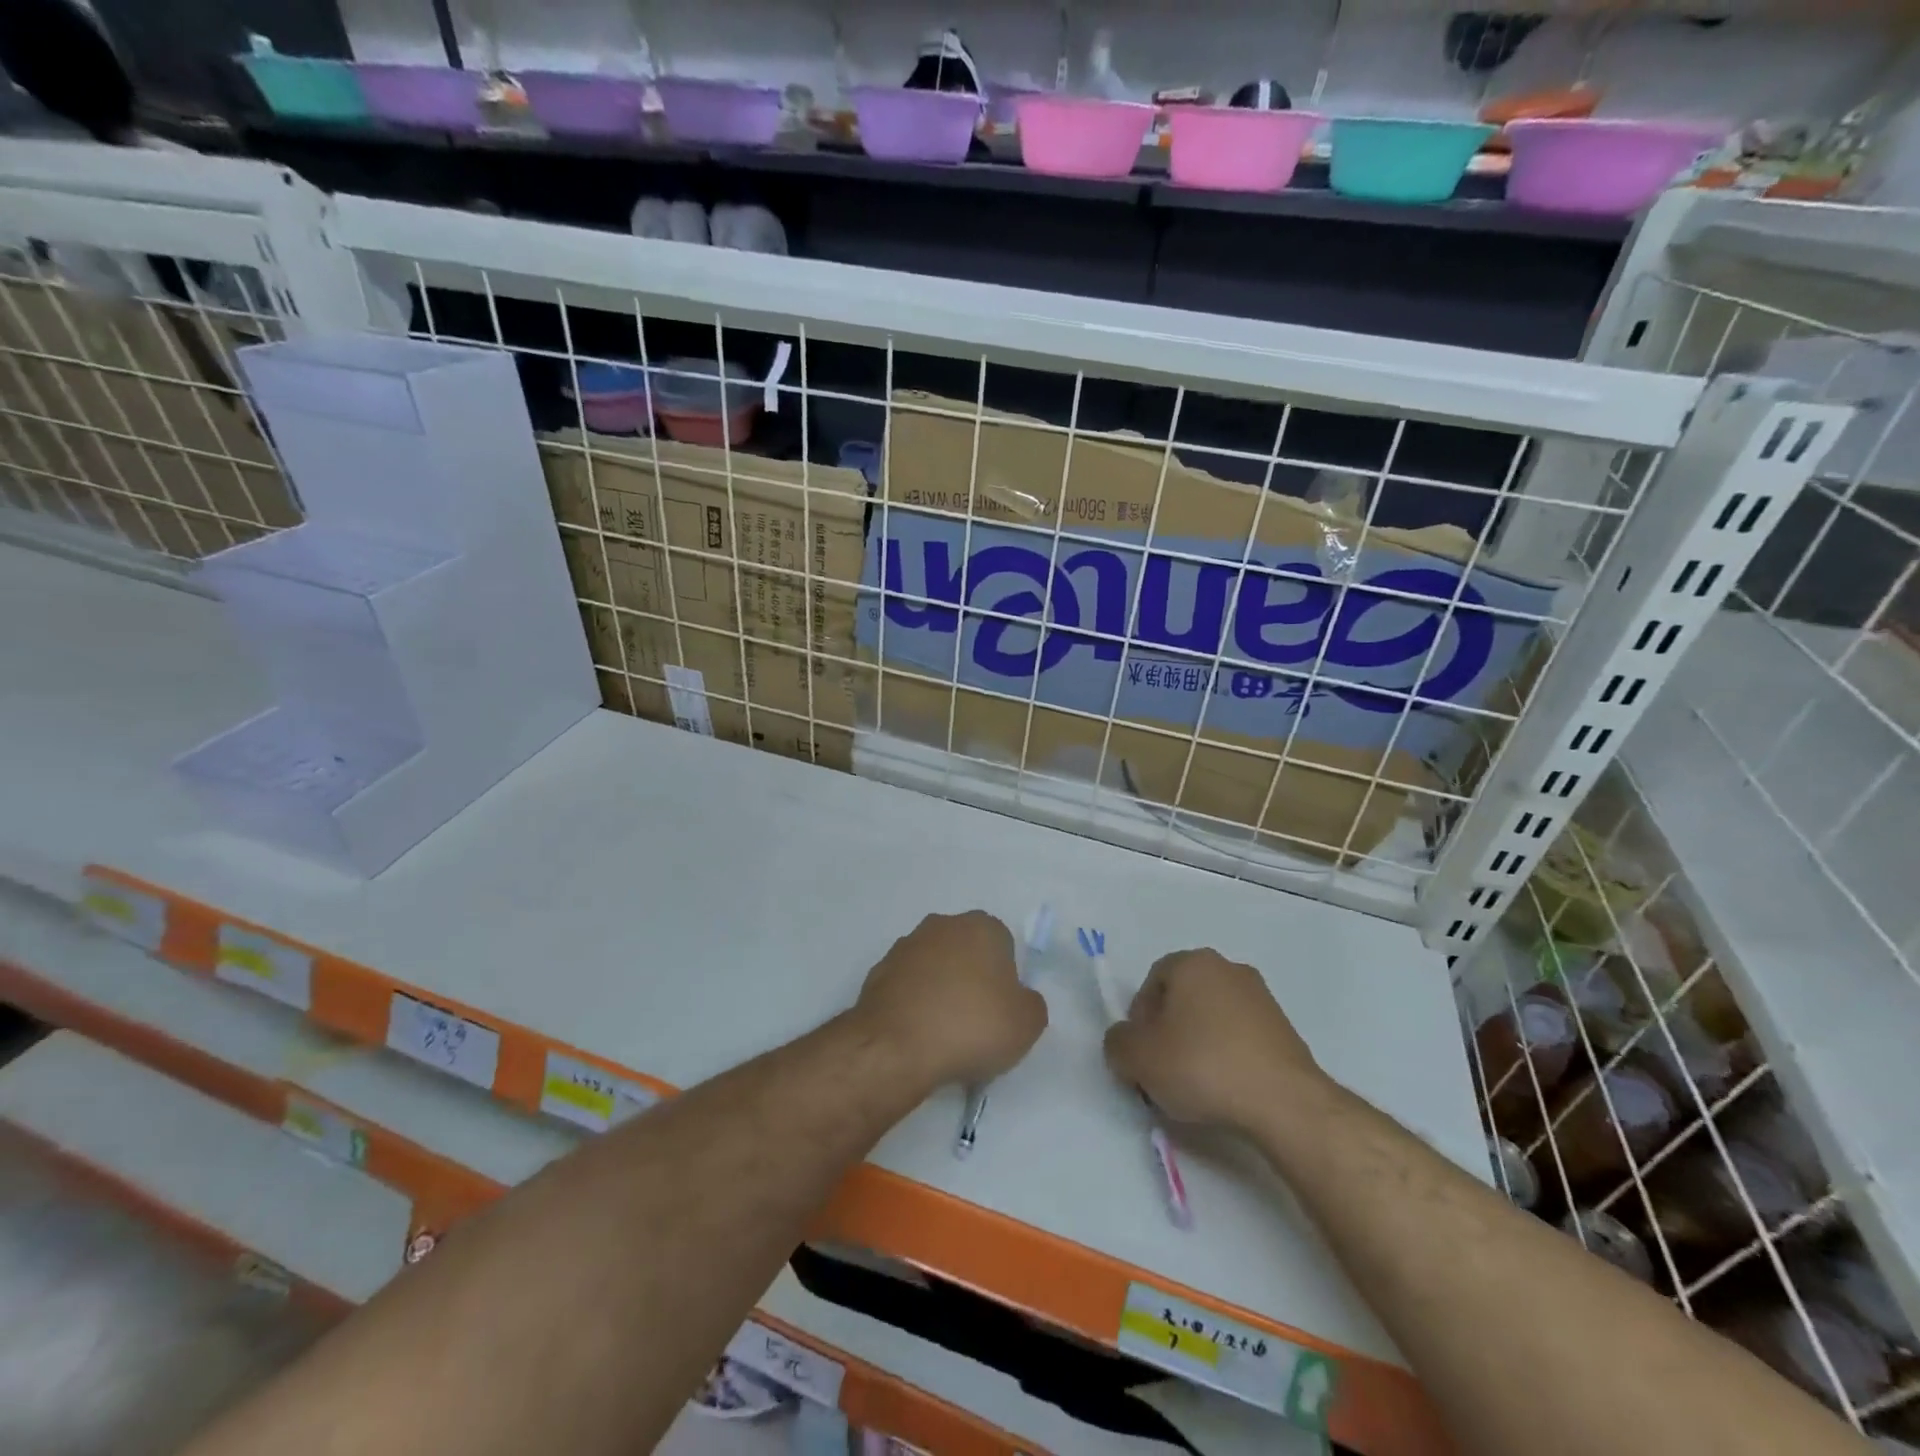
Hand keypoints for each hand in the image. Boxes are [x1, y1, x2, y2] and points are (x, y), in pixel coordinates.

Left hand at [855, 912, 1047, 1086]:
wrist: (897, 1046)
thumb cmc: (972, 1026)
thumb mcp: (1027, 1023)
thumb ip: (1031, 1003)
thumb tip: (1018, 998)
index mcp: (981, 926)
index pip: (1003, 945)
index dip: (1006, 979)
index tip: (1002, 1010)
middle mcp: (942, 926)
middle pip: (966, 952)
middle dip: (971, 980)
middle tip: (976, 1022)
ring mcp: (905, 947)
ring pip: (934, 968)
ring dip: (940, 991)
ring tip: (944, 1035)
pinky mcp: (877, 972)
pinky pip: (907, 988)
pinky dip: (914, 1005)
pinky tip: (918, 1036)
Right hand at [1103, 949, 1322, 1132]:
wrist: (1284, 1102)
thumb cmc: (1202, 1066)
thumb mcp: (1137, 1057)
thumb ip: (1117, 1042)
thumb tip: (1125, 1042)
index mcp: (1192, 962)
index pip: (1151, 981)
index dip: (1139, 1019)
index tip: (1142, 1054)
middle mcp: (1228, 968)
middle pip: (1183, 998)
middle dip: (1169, 1030)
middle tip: (1163, 1069)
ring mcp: (1262, 998)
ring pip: (1212, 1018)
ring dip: (1199, 1044)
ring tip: (1196, 1085)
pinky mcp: (1285, 1030)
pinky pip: (1241, 1037)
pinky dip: (1228, 1057)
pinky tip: (1226, 1089)